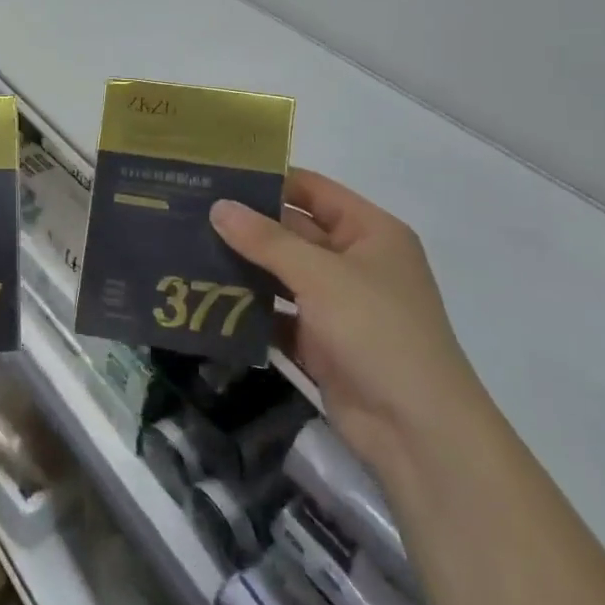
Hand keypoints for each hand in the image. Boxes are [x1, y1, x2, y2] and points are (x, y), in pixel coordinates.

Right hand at [210, 169, 486, 474]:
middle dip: (247, 226)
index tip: (216, 175)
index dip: (269, 180)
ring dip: (243, 268)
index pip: (313, 190)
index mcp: (370, 232)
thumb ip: (266, 240)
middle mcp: (355, 262)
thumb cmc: (377, 331)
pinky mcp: (321, 342)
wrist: (416, 430)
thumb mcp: (321, 276)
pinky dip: (250, 310)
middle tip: (190, 214)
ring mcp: (338, 304)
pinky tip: (206, 301)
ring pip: (282, 275)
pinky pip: (278, 315)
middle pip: (293, 232)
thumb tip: (219, 206)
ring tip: (188, 251)